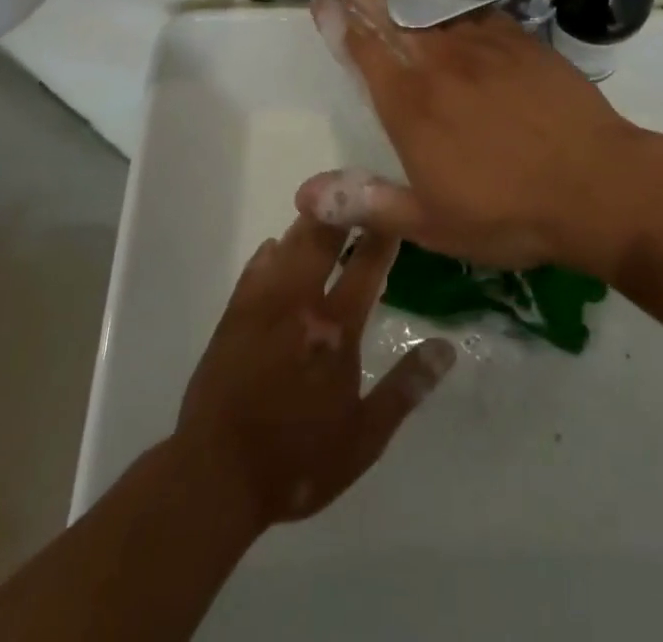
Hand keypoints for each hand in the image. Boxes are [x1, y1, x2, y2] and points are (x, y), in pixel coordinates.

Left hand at [174, 213, 455, 530]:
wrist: (216, 475)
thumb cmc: (297, 459)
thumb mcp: (364, 438)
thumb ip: (405, 388)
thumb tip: (446, 348)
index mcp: (336, 328)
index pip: (367, 265)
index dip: (383, 233)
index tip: (395, 208)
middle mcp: (300, 303)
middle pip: (324, 240)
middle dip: (342, 210)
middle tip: (356, 187)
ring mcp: (263, 305)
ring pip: (289, 246)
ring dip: (309, 224)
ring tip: (324, 205)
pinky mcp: (234, 315)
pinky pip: (255, 270)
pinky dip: (270, 253)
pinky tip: (277, 245)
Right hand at [296, 0, 647, 274]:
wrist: (595, 184)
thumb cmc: (509, 212)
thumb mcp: (432, 224)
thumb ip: (367, 203)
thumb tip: (303, 195)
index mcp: (411, 106)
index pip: (364, 53)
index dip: (339, 25)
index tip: (322, 0)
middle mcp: (440, 66)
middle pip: (393, 15)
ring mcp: (483, 47)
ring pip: (431, 5)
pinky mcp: (520, 41)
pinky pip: (476, 9)